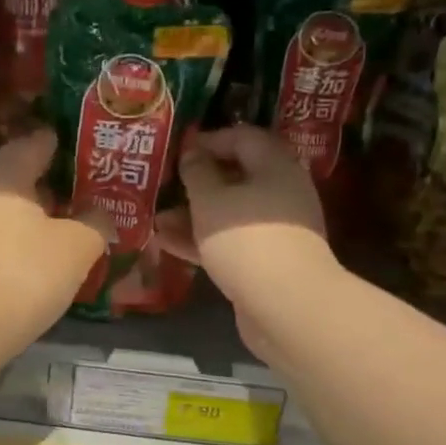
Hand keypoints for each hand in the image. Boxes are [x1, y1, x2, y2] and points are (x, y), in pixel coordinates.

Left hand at [0, 129, 111, 348]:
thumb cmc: (26, 273)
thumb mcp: (77, 246)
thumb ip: (95, 223)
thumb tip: (100, 215)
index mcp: (4, 178)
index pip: (31, 144)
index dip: (56, 142)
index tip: (79, 144)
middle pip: (16, 179)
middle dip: (48, 182)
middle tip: (82, 188)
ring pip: (6, 213)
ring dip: (34, 216)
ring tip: (68, 225)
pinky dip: (20, 241)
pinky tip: (40, 259)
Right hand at [157, 126, 337, 360]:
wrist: (286, 306)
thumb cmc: (246, 239)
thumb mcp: (210, 200)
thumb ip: (197, 172)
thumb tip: (192, 153)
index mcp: (275, 167)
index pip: (243, 138)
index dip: (209, 139)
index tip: (178, 150)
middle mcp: (280, 193)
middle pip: (237, 177)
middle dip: (198, 181)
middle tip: (165, 184)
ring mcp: (275, 230)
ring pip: (230, 212)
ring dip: (194, 214)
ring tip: (158, 219)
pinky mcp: (266, 261)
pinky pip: (230, 241)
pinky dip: (202, 239)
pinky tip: (168, 243)